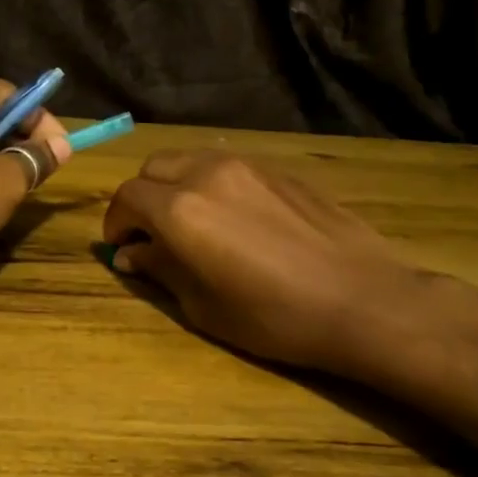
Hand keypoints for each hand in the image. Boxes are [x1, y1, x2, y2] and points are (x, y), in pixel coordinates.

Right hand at [102, 150, 436, 372]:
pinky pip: (229, 166)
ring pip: (192, 159)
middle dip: (143, 198)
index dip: (116, 223)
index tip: (122, 247)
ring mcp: (248, 166)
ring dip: (177, 185)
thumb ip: (161, 269)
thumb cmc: (273, 317)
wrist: (361, 300)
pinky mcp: (280, 171)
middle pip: (154, 168)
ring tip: (191, 223)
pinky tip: (234, 218)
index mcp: (181, 210)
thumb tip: (131, 255)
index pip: (127, 197)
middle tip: (152, 234)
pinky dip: (212, 184)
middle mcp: (207, 174)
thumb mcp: (203, 305)